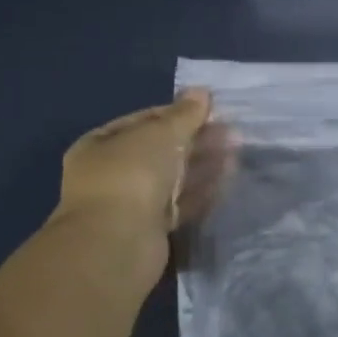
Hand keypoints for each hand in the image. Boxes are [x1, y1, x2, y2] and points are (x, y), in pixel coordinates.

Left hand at [53, 90, 227, 251]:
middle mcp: (112, 173)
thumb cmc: (131, 176)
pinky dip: (204, 190)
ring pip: (174, 177)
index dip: (177, 113)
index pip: (143, 121)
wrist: (117, 244)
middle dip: (196, 138)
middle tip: (231, 131)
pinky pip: (182, 203)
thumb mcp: (160, 134)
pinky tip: (229, 176)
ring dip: (204, 162)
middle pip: (161, 149)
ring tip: (237, 149)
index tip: (210, 110)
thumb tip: (202, 91)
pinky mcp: (152, 228)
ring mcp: (131, 203)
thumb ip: (184, 114)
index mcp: (100, 146)